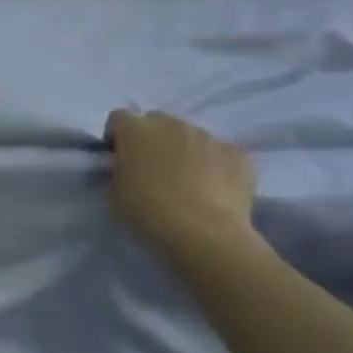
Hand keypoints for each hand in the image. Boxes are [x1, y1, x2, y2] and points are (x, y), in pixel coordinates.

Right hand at [104, 110, 263, 255]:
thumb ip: (119, 170)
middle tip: (155, 171)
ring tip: (190, 183)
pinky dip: (217, 165)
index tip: (120, 159)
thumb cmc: (149, 213)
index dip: (118, 137)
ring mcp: (207, 135)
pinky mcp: (237, 152)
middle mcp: (170, 122)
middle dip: (153, 140)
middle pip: (157, 122)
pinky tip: (217, 190)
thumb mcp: (115, 193)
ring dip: (185, 151)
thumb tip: (128, 167)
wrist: (204, 233)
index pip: (119, 119)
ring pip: (191, 136)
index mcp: (135, 129)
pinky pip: (222, 153)